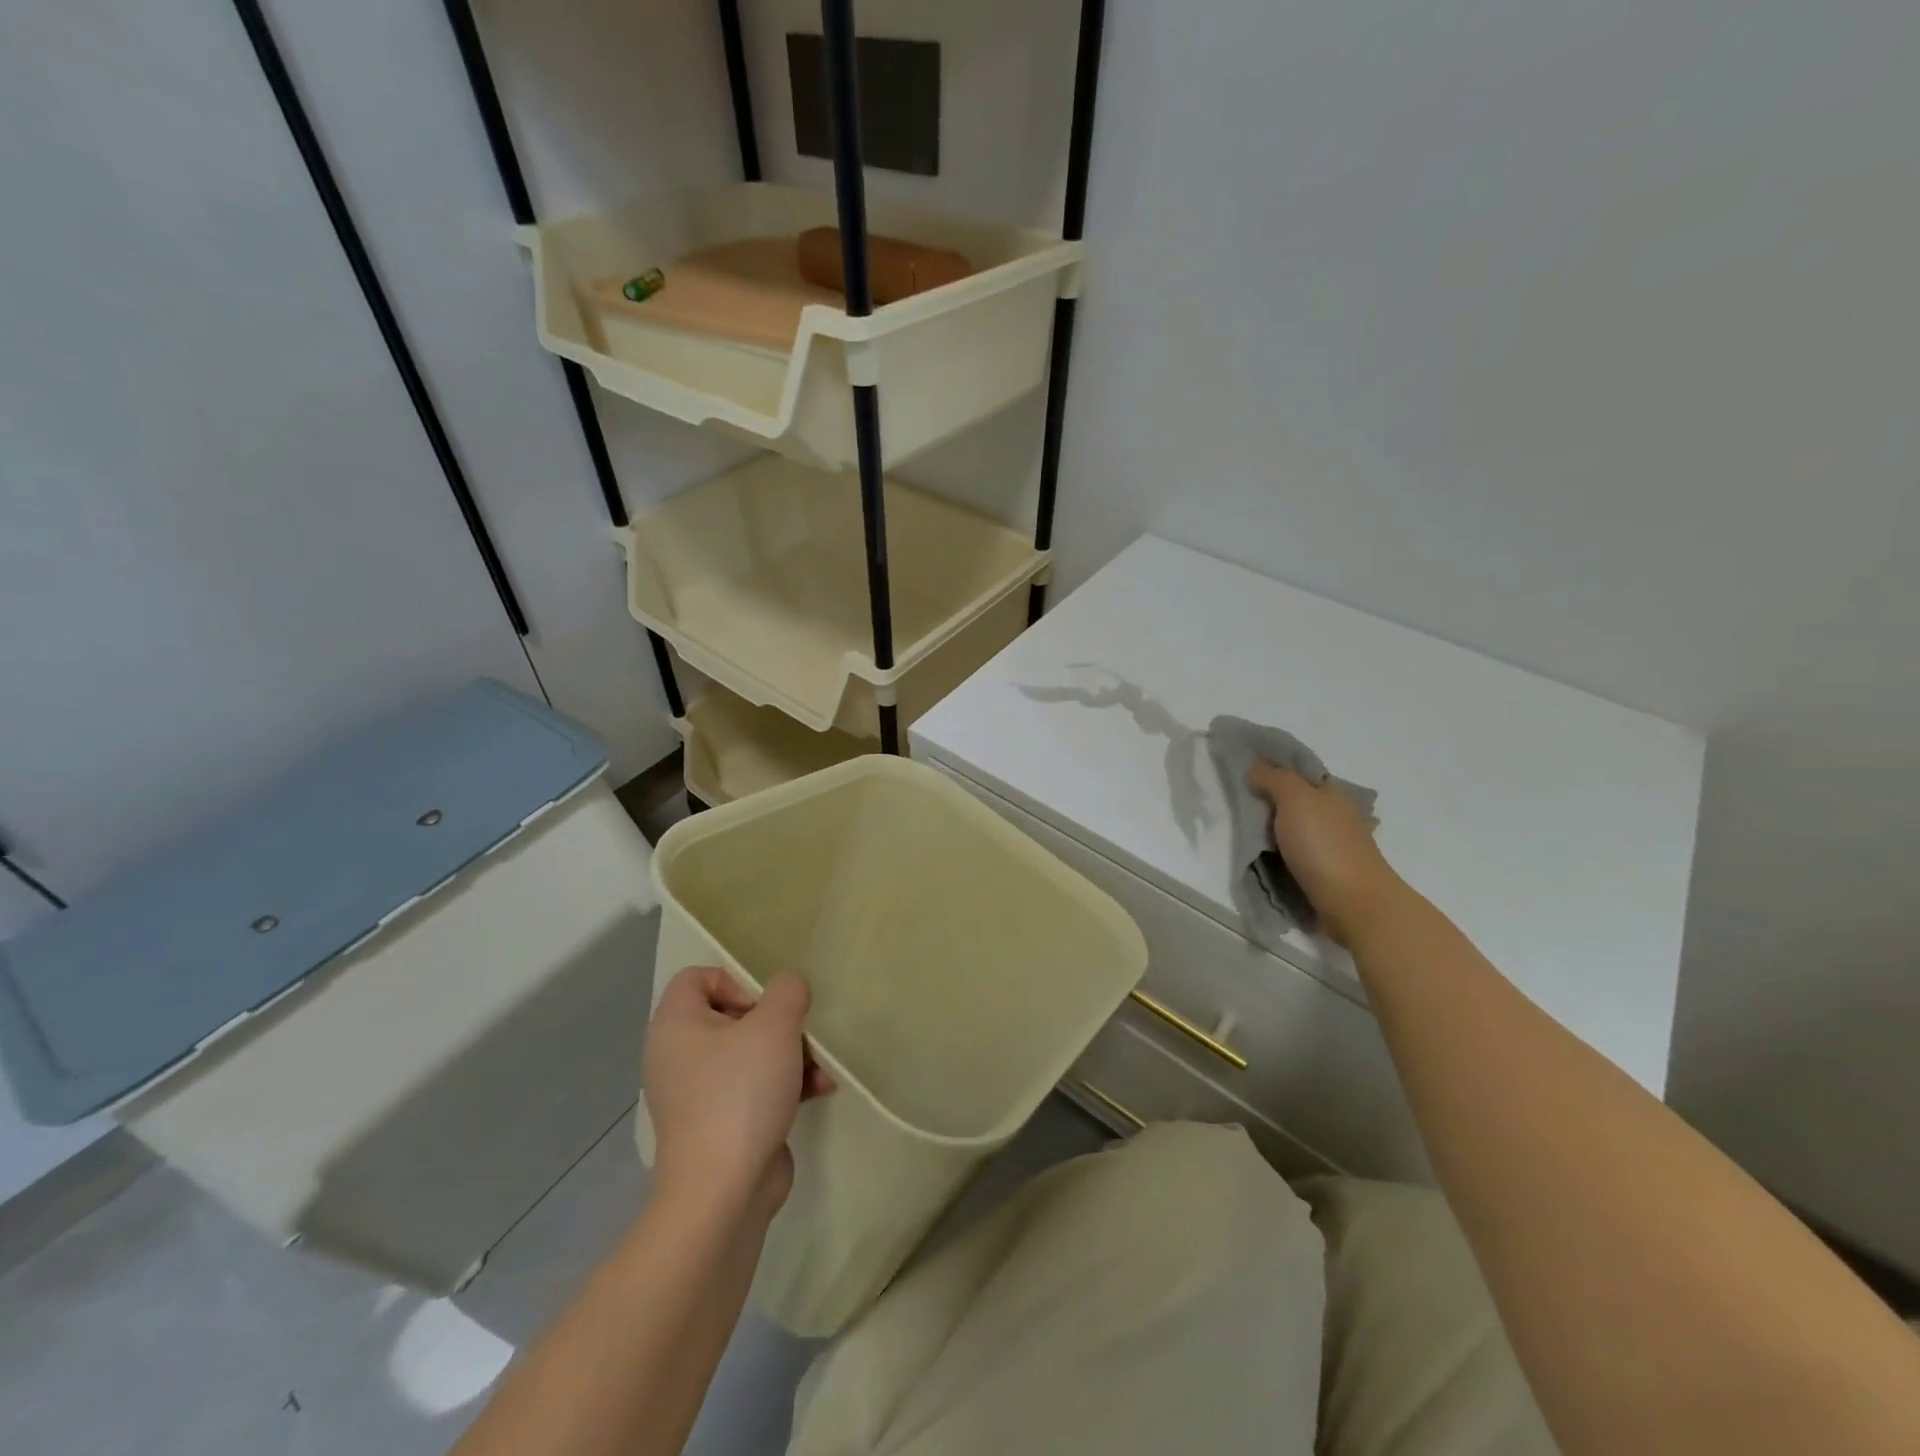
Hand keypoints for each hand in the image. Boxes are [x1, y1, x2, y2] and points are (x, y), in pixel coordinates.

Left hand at [643, 967, 833, 1218]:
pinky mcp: (719, 1124)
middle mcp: (678, 1055)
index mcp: (676, 1025)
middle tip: (796, 1034)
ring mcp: (697, 1094)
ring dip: (789, 1054)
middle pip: (731, 1016)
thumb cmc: (741, 1092)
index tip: (765, 1007)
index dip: (736, 981)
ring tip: (819, 1067)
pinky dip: (783, 1085)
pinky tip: (819, 1090)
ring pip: (748, 1053)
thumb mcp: (774, 1026)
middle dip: (775, 1023)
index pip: (698, 977)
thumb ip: (787, 991)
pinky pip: (752, 1088)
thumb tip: (788, 987)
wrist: (723, 1191)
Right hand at [1249, 763, 1402, 946]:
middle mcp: (1335, 816)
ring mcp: (1332, 847)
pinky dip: (1278, 856)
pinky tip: (1261, 859)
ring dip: (1270, 834)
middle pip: (1293, 803)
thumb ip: (1274, 779)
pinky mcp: (1326, 874)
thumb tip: (1256, 766)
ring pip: (1292, 832)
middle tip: (1232, 807)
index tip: (1240, 774)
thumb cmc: (1324, 846)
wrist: (1354, 904)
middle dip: (1266, 804)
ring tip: (1240, 836)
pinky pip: (1294, 857)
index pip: (1298, 773)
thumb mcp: (1296, 799)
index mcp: (1332, 793)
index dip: (1271, 770)